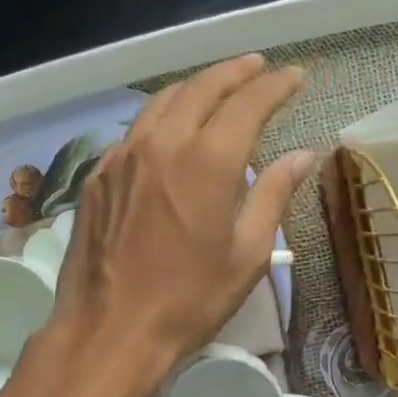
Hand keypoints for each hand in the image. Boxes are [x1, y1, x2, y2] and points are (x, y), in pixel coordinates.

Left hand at [48, 54, 316, 395]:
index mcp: (205, 161)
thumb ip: (272, 196)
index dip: (274, 86)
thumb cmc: (187, 300)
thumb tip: (301, 155)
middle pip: (199, 88)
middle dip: (233, 73)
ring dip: (193, 87)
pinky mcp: (96, 176)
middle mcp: (160, 144)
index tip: (293, 76)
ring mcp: (121, 157)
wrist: (109, 329)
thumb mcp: (246, 255)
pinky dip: (159, 118)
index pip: (246, 103)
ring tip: (215, 87)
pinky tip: (169, 130)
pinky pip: (133, 132)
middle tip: (257, 68)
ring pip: (160, 103)